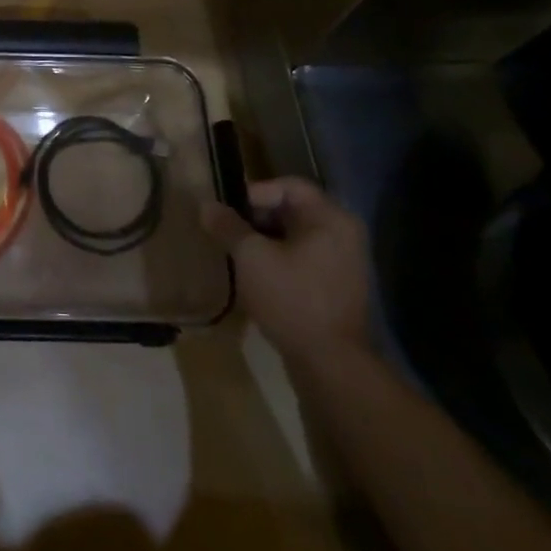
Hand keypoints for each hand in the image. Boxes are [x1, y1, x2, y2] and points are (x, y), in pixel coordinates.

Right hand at [201, 176, 371, 367]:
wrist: (331, 365)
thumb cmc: (292, 299)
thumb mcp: (251, 257)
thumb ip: (227, 226)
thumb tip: (206, 205)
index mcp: (330, 218)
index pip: (288, 186)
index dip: (254, 193)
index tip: (229, 213)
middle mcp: (343, 233)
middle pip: (292, 209)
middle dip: (256, 218)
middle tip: (229, 232)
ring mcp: (344, 261)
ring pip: (295, 235)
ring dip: (265, 240)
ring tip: (238, 254)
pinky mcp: (338, 286)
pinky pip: (304, 257)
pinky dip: (280, 259)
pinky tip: (257, 276)